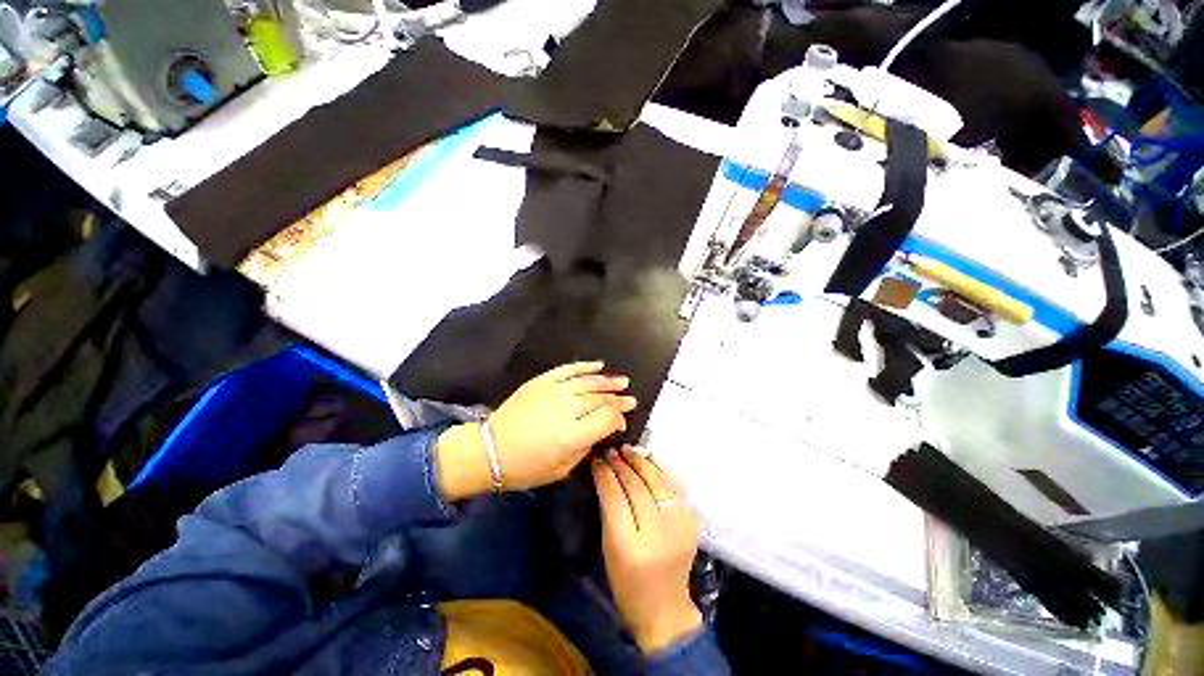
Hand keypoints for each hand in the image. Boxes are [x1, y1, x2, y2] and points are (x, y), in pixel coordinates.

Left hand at [437, 362, 635, 499]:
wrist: (490, 449)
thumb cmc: (526, 466)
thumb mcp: (561, 469)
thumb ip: (587, 447)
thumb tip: (603, 430)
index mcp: (571, 435)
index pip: (607, 418)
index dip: (619, 419)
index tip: (622, 422)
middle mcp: (565, 409)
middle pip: (600, 399)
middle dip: (618, 399)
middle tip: (630, 399)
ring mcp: (553, 391)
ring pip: (588, 382)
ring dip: (608, 381)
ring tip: (622, 381)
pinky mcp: (542, 381)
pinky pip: (568, 370)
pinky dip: (585, 367)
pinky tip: (598, 366)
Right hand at [593, 446, 701, 654]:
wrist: (665, 608)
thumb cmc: (627, 584)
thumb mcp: (609, 549)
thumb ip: (608, 511)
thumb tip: (605, 474)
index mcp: (630, 547)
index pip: (615, 498)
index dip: (605, 475)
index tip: (597, 459)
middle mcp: (658, 532)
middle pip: (638, 486)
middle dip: (622, 465)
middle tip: (611, 451)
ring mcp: (679, 524)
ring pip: (657, 481)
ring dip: (641, 461)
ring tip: (627, 450)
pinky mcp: (691, 520)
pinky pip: (671, 486)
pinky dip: (658, 471)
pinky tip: (647, 461)